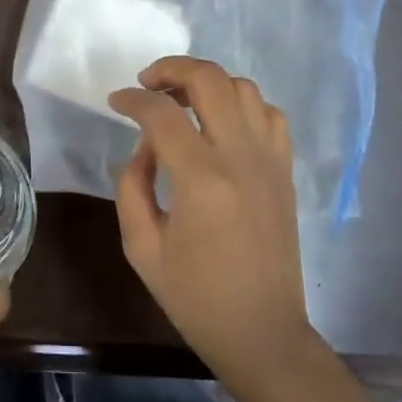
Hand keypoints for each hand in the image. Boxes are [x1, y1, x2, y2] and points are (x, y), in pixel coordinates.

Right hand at [109, 57, 319, 386]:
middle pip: (209, 80)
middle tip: (147, 84)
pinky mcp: (285, 171)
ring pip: (243, 88)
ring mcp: (270, 160)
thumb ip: (132, 185)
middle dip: (172, 69)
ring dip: (208, 83)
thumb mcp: (141, 247)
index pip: (161, 113)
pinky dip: (242, 104)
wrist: (262, 332)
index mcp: (200, 179)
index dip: (132, 99)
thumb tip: (144, 147)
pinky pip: (269, 114)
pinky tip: (222, 123)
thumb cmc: (195, 297)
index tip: (115, 102)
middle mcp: (240, 157)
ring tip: (182, 100)